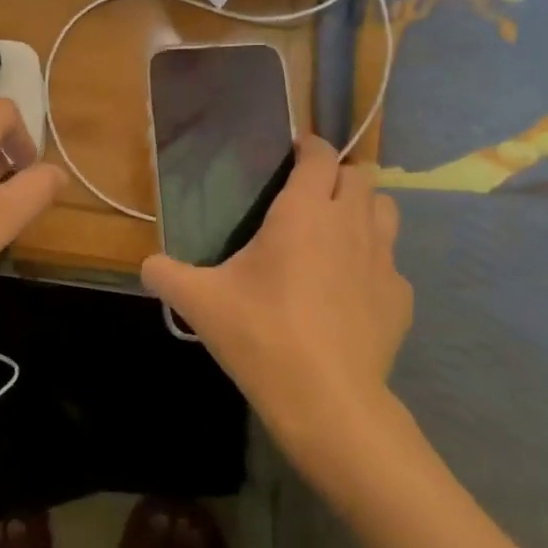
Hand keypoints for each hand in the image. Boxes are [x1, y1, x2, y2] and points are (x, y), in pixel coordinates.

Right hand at [141, 136, 413, 459]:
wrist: (326, 400)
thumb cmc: (261, 334)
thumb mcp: (200, 302)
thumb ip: (166, 275)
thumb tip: (147, 266)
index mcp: (304, 212)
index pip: (321, 155)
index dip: (311, 147)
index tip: (294, 155)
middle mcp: (351, 223)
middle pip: (362, 175)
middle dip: (339, 176)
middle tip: (310, 197)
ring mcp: (384, 260)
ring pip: (387, 211)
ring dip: (365, 210)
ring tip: (336, 234)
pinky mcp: (401, 298)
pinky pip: (390, 264)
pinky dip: (372, 266)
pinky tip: (348, 293)